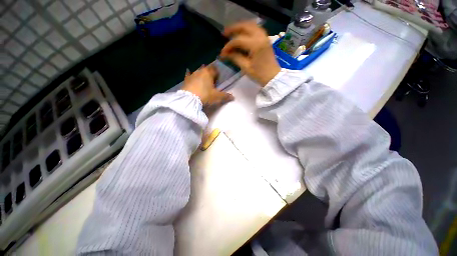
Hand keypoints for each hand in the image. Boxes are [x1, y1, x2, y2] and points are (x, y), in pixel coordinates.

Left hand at [181, 65, 233, 112]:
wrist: (189, 99)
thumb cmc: (205, 96)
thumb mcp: (217, 97)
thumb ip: (225, 96)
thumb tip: (233, 97)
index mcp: (209, 73)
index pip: (215, 70)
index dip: (217, 74)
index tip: (218, 80)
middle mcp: (201, 71)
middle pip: (207, 69)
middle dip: (210, 73)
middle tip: (211, 81)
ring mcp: (192, 74)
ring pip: (198, 71)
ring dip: (201, 74)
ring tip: (203, 80)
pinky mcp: (186, 79)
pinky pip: (188, 74)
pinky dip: (190, 73)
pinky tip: (188, 71)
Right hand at [220, 21, 280, 85]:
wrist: (273, 77)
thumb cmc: (259, 74)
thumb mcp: (246, 67)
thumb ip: (235, 58)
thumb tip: (225, 53)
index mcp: (255, 45)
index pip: (238, 40)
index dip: (228, 46)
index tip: (222, 53)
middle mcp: (260, 37)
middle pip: (245, 26)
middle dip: (233, 28)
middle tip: (224, 34)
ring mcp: (264, 36)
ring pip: (251, 25)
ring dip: (240, 27)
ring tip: (232, 32)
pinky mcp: (265, 39)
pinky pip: (255, 29)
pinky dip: (247, 29)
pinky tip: (242, 34)